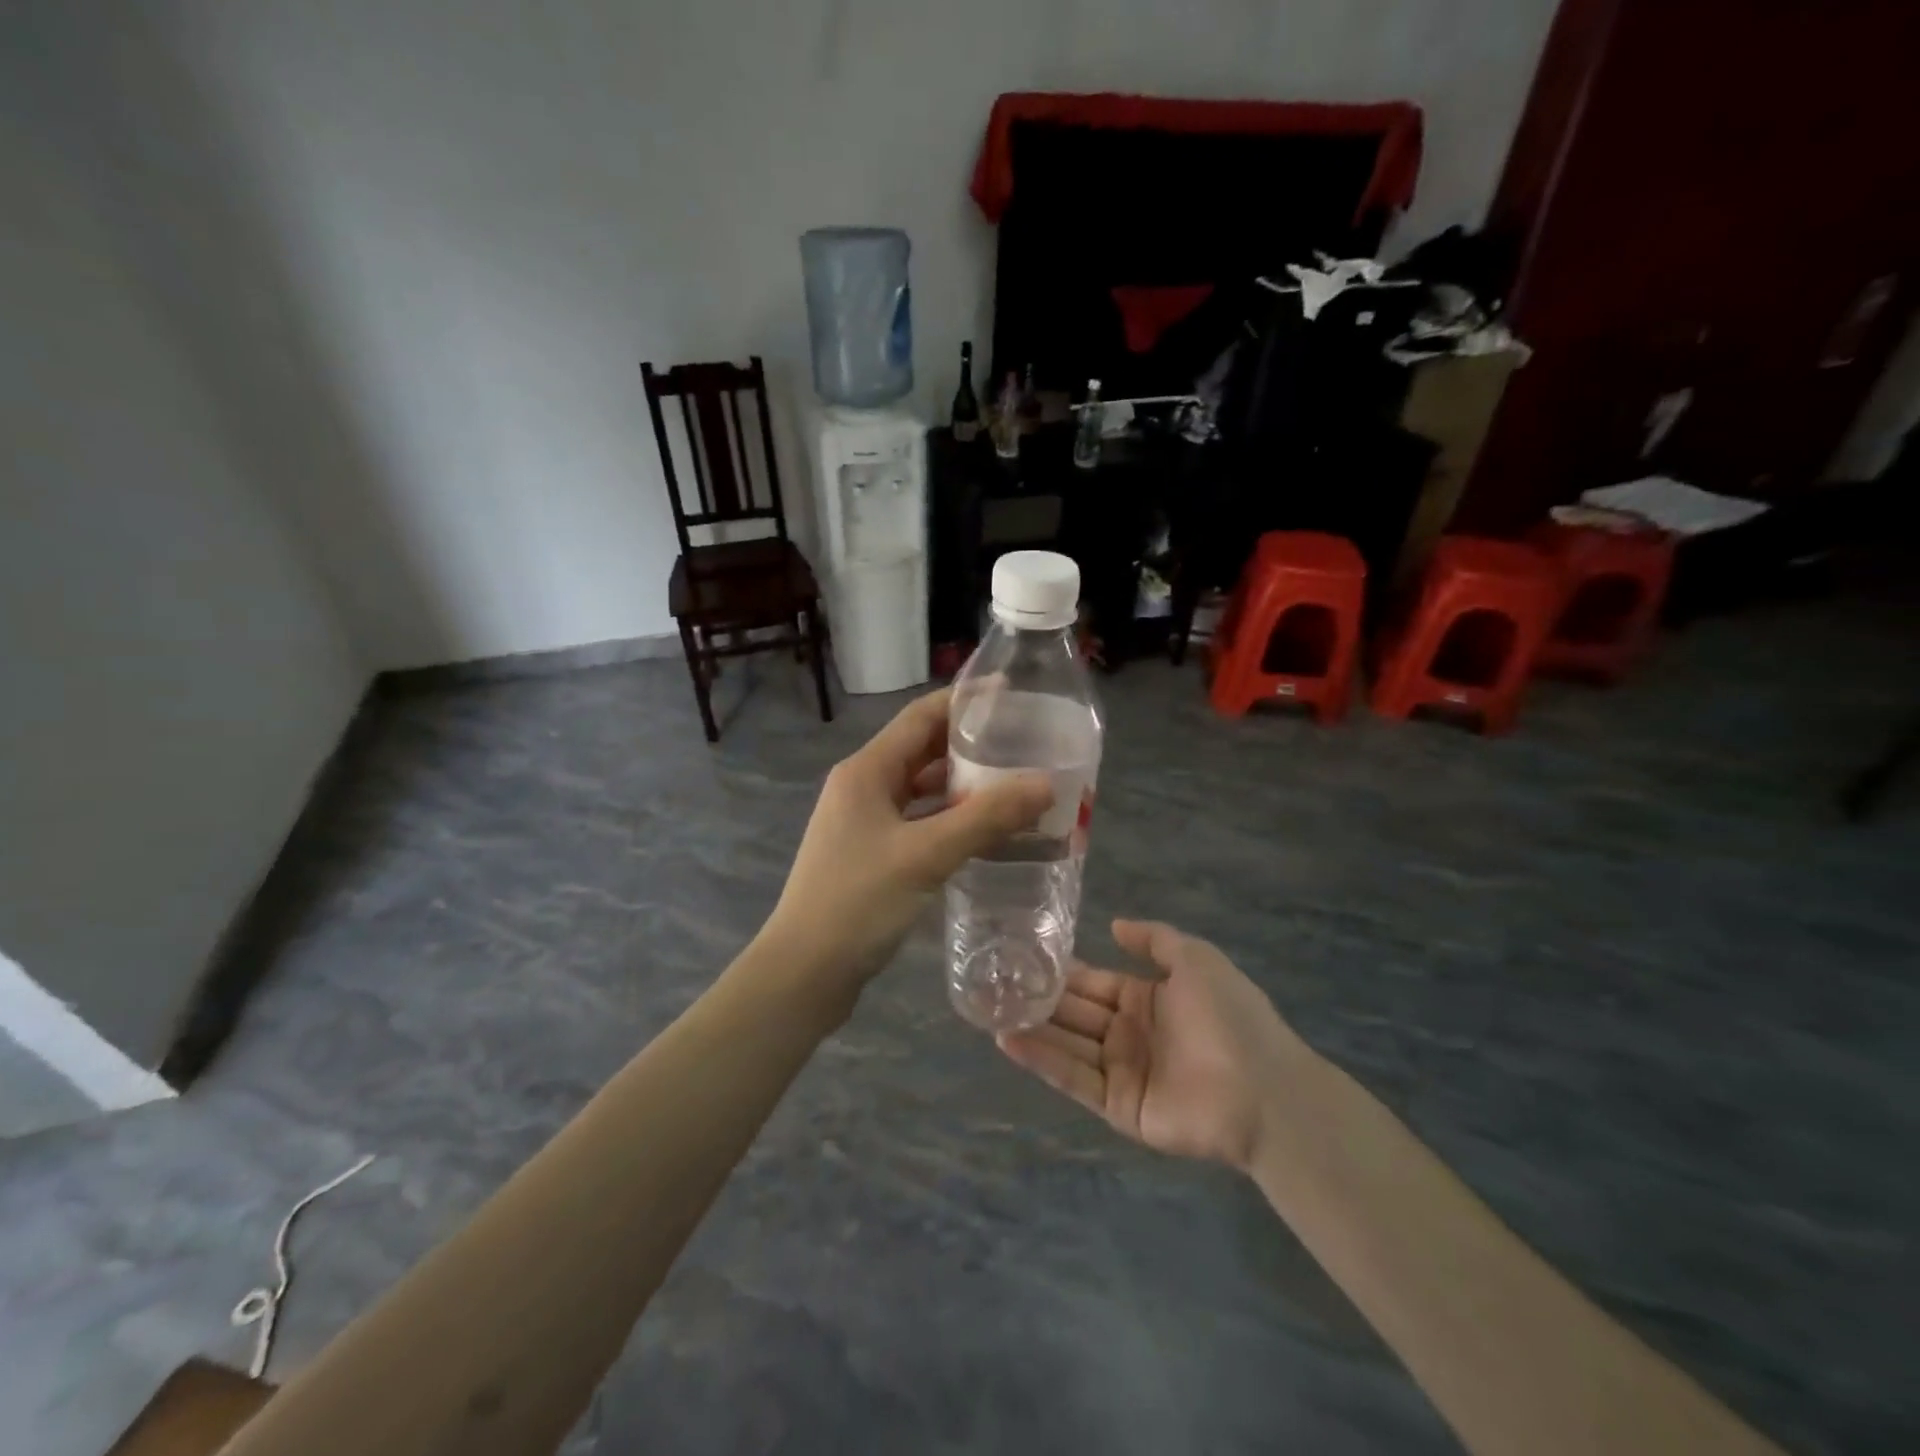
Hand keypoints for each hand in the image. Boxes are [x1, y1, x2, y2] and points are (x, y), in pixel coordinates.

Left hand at [760, 689, 1051, 1008]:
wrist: (804, 973)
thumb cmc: (858, 902)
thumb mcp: (926, 855)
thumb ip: (987, 817)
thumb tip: (1045, 783)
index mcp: (867, 771)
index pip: (921, 717)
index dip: (964, 700)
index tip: (1011, 693)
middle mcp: (863, 787)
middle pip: (922, 750)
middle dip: (970, 745)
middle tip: (1023, 743)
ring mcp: (864, 822)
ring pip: (921, 790)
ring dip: (962, 786)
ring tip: (1014, 784)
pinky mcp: (870, 854)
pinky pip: (918, 822)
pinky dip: (950, 820)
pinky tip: (985, 832)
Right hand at [997, 919, 1310, 1170]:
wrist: (1264, 1087)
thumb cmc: (1230, 1015)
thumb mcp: (1195, 959)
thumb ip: (1154, 939)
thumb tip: (1114, 925)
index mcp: (1146, 998)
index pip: (1093, 981)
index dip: (1062, 970)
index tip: (1023, 955)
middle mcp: (1128, 1033)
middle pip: (1075, 1012)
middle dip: (1038, 999)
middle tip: (992, 983)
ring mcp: (1122, 1071)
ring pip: (1067, 1044)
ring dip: (1031, 1028)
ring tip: (987, 1011)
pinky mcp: (1118, 1106)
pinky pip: (1075, 1078)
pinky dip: (1042, 1061)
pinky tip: (1009, 1041)